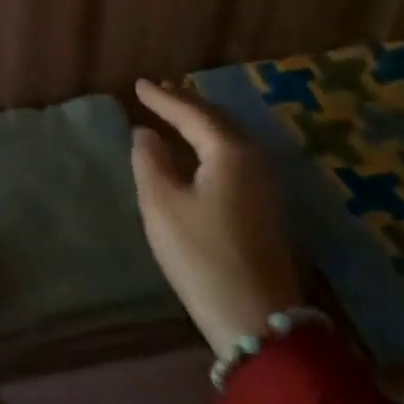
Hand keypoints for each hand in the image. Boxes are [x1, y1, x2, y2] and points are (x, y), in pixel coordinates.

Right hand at [130, 79, 300, 360]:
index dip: (163, 98)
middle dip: (186, 104)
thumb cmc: (202, 256)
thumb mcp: (162, 206)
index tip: (138, 84)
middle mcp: (254, 158)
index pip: (192, 113)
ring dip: (201, 123)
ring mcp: (265, 183)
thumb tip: (145, 134)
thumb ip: (150, 162)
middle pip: (217, 120)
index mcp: (230, 152)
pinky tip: (198, 152)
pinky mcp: (265, 206)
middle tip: (158, 93)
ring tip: (175, 115)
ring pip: (228, 138)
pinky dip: (211, 143)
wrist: (256, 318)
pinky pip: (234, 156)